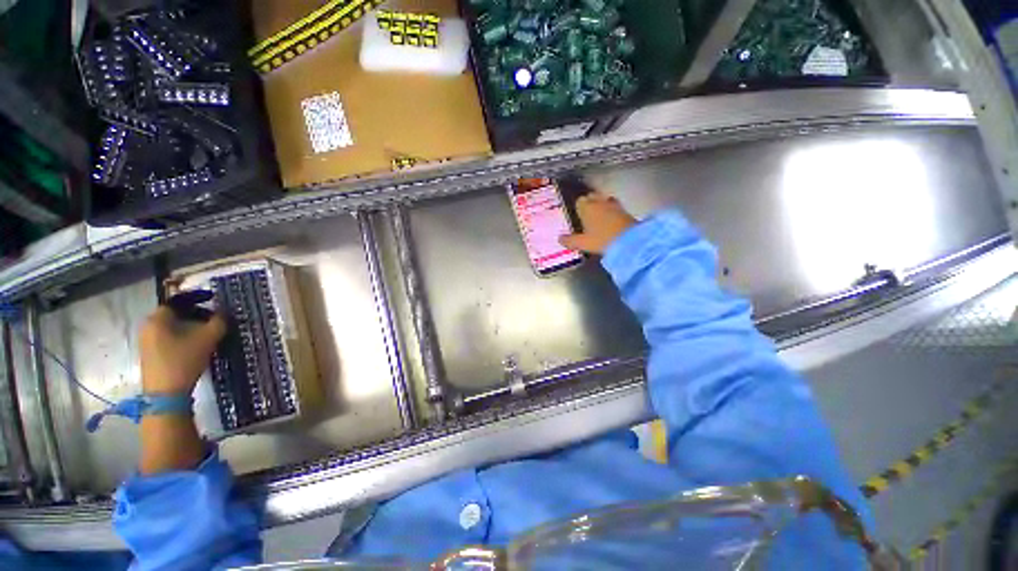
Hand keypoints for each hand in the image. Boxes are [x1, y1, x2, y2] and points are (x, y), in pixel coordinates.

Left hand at [139, 306, 225, 394]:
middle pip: (174, 314)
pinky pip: (168, 338)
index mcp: (157, 319)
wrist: (166, 394)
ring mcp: (147, 342)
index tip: (212, 300)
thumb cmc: (184, 361)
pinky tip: (196, 345)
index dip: (196, 298)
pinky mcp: (151, 354)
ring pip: (172, 327)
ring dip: (190, 326)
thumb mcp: (208, 339)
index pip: (177, 301)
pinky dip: (183, 337)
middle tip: (213, 318)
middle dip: (195, 314)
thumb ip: (218, 322)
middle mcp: (148, 327)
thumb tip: (224, 313)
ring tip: (208, 333)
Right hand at [560, 191, 637, 254]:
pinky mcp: (625, 210)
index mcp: (587, 207)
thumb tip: (560, 239)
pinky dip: (611, 211)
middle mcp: (599, 202)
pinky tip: (610, 221)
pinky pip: (614, 207)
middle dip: (589, 203)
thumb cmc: (602, 240)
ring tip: (598, 216)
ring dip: (601, 205)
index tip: (577, 214)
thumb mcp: (583, 243)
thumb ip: (570, 241)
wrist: (630, 241)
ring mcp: (614, 205)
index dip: (578, 207)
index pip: (579, 201)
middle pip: (592, 197)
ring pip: (604, 200)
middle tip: (586, 214)